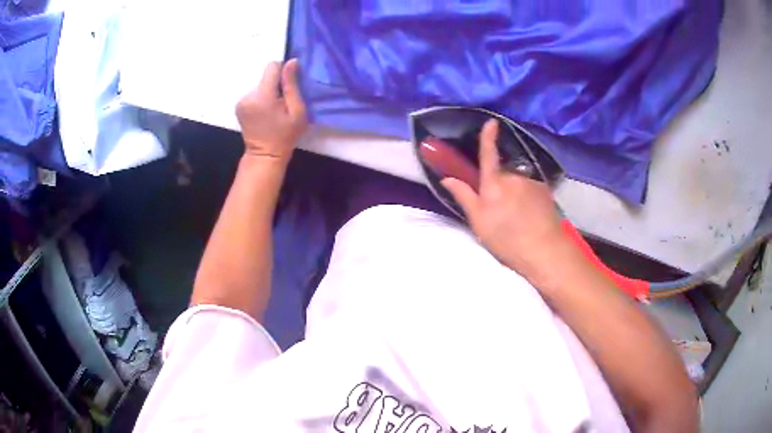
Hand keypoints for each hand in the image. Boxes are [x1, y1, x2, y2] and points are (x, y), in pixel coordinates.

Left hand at [235, 59, 306, 163]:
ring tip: (274, 110)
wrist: (265, 156)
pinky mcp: (239, 106)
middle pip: (266, 77)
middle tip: (282, 103)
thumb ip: (292, 85)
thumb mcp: (297, 111)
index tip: (289, 86)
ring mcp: (241, 101)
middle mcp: (248, 95)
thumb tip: (291, 62)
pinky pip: (254, 93)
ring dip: (269, 93)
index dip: (283, 71)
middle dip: (276, 85)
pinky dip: (261, 99)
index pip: (272, 66)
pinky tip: (265, 112)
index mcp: (262, 95)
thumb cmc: (285, 135)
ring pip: (260, 85)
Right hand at [442, 120, 568, 275]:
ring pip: (518, 182)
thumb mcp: (479, 222)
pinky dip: (528, 198)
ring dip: (515, 193)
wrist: (544, 250)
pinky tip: (530, 216)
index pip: (488, 155)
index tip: (491, 122)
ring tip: (517, 218)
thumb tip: (447, 178)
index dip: (488, 137)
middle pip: (502, 174)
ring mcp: (531, 181)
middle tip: (499, 210)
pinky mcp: (545, 190)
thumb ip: (464, 196)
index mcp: (493, 184)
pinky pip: (531, 188)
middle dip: (499, 185)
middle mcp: (513, 177)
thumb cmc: (507, 239)